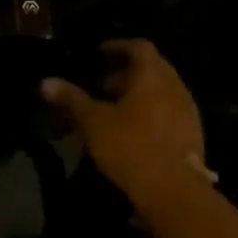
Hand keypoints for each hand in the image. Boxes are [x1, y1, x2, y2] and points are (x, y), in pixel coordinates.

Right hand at [43, 39, 208, 208]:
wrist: (173, 191)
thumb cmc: (130, 147)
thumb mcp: (93, 122)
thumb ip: (72, 100)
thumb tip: (46, 82)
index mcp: (153, 76)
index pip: (139, 47)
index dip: (118, 47)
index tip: (100, 53)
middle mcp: (175, 88)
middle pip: (152, 70)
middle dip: (126, 74)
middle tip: (101, 86)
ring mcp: (188, 112)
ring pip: (161, 93)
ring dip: (138, 96)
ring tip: (114, 112)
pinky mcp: (192, 136)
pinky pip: (168, 114)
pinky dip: (150, 114)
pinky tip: (133, 134)